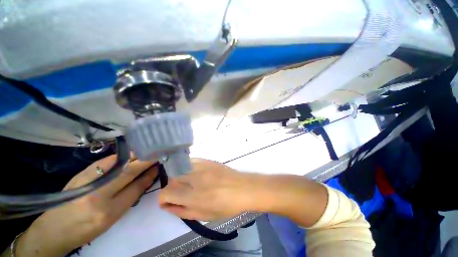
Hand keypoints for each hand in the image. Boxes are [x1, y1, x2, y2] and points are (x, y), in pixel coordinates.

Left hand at [14, 155, 157, 256]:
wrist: (54, 229)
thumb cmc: (87, 228)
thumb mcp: (111, 219)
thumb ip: (129, 196)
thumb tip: (146, 177)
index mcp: (108, 212)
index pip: (136, 187)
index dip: (149, 174)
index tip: (159, 165)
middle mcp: (98, 195)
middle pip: (129, 172)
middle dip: (145, 161)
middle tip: (157, 154)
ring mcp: (87, 182)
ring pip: (118, 164)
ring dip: (135, 156)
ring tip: (146, 151)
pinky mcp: (80, 174)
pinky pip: (106, 161)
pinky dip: (120, 156)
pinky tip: (128, 154)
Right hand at [159, 158, 327, 226]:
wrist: (243, 188)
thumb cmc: (226, 206)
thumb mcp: (205, 215)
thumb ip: (183, 211)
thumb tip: (168, 205)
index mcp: (193, 197)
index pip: (166, 193)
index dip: (163, 199)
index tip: (168, 202)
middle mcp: (194, 179)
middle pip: (171, 180)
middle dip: (171, 189)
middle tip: (180, 194)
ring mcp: (201, 167)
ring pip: (179, 169)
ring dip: (179, 178)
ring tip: (187, 183)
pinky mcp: (208, 160)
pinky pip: (191, 161)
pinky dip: (187, 167)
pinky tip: (193, 172)